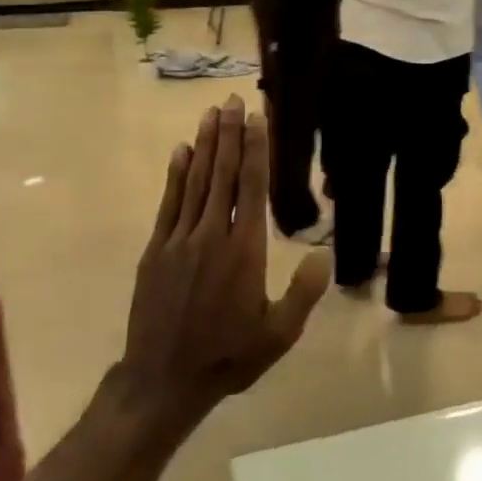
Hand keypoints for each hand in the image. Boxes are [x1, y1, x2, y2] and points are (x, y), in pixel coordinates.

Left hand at [121, 96, 330, 410]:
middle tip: (233, 100)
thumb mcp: (278, 334)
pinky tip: (180, 151)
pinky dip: (175, 175)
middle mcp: (212, 235)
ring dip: (205, 145)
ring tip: (211, 113)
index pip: (251, 187)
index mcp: (244, 251)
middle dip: (229, 134)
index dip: (255, 149)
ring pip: (195, 181)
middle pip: (222, 174)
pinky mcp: (156, 250)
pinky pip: (168, 203)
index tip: (257, 119)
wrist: (163, 380)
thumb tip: (325, 253)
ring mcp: (179, 240)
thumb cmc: (228, 356)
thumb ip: (303, 293)